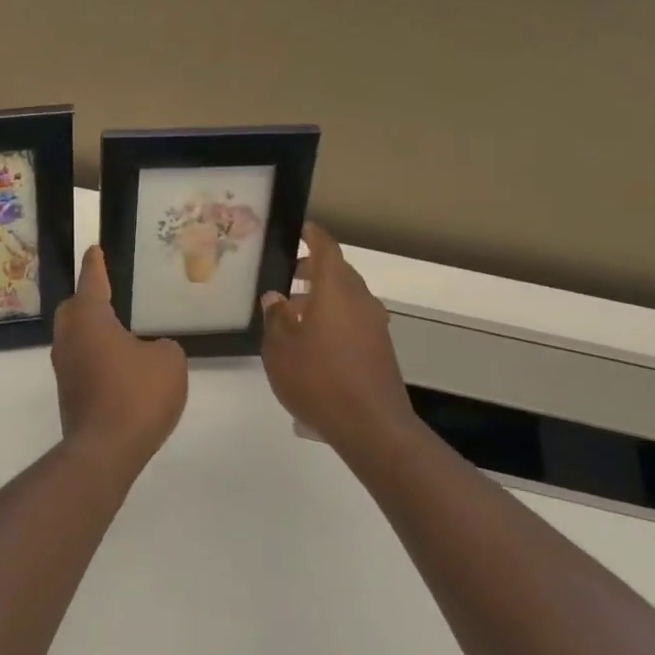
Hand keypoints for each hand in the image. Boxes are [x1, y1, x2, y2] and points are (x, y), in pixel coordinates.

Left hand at [52, 245, 187, 464]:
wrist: (106, 449)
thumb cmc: (137, 394)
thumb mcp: (169, 361)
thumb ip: (163, 347)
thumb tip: (150, 351)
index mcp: (89, 319)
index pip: (92, 281)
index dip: (96, 265)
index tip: (95, 249)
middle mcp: (69, 338)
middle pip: (73, 309)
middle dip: (87, 298)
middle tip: (108, 293)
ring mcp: (64, 368)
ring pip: (74, 337)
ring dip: (92, 330)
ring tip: (118, 331)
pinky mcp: (69, 393)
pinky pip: (81, 361)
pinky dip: (96, 356)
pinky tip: (118, 366)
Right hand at [260, 222, 417, 452]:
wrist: (371, 426)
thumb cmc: (318, 379)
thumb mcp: (280, 348)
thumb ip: (276, 318)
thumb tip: (276, 298)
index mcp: (336, 291)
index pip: (326, 250)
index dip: (313, 236)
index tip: (301, 228)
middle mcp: (360, 301)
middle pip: (338, 273)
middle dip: (313, 269)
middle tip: (286, 274)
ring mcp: (374, 325)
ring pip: (346, 298)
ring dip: (321, 297)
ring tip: (292, 313)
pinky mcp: (378, 348)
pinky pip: (352, 319)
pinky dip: (332, 318)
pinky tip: (311, 342)